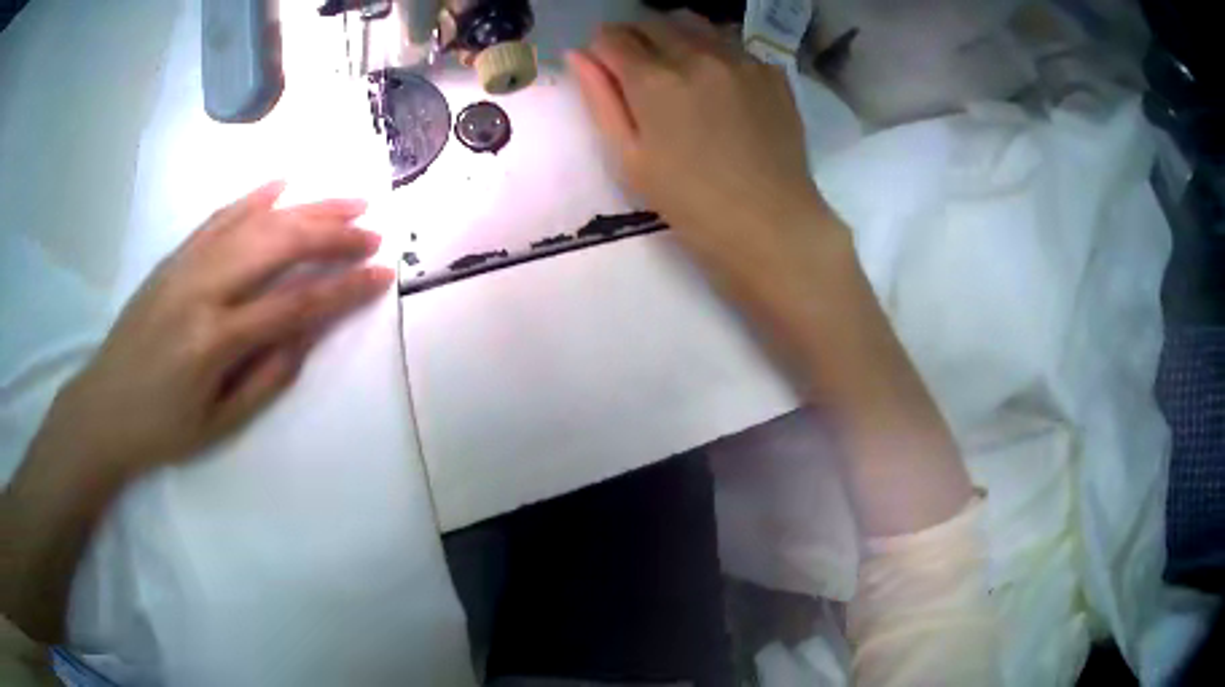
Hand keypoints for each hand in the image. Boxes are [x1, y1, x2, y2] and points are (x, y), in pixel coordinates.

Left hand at [36, 182, 393, 480]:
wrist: (103, 407)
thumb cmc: (162, 428)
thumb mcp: (219, 425)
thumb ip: (266, 378)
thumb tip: (306, 335)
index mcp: (215, 340)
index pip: (294, 304)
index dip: (343, 288)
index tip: (382, 274)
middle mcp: (203, 289)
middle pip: (279, 245)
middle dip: (333, 234)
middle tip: (372, 231)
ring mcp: (186, 265)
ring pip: (256, 221)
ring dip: (307, 207)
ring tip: (348, 200)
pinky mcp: (174, 256)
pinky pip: (220, 216)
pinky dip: (254, 197)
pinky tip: (283, 184)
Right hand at [567, 13, 840, 290]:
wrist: (771, 222)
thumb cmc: (691, 202)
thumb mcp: (630, 159)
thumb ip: (601, 100)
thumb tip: (578, 55)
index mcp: (655, 80)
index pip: (613, 37)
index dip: (602, 48)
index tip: (606, 65)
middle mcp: (698, 55)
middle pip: (653, 23)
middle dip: (636, 37)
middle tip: (639, 69)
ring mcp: (741, 59)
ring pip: (695, 25)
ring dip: (676, 37)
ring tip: (680, 70)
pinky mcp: (772, 72)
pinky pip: (733, 45)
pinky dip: (716, 54)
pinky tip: (722, 87)